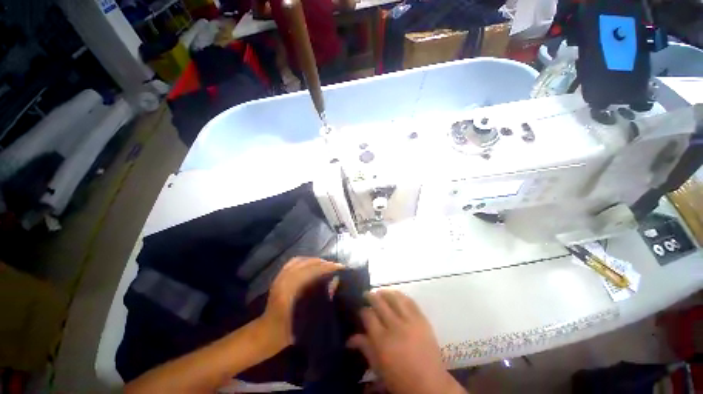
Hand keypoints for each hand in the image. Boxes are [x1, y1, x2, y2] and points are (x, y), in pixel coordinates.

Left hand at [258, 257, 343, 353]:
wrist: (266, 333)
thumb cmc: (287, 331)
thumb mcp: (307, 320)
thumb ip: (321, 299)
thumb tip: (335, 281)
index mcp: (290, 290)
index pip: (313, 271)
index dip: (328, 268)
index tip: (341, 267)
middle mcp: (285, 279)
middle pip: (308, 264)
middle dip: (324, 263)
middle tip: (336, 266)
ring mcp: (280, 276)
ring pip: (301, 261)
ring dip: (315, 261)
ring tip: (326, 265)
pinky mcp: (279, 276)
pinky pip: (294, 262)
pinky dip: (305, 260)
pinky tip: (312, 264)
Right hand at [348, 290, 466, 393]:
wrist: (429, 384)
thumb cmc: (399, 379)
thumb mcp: (378, 367)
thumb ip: (364, 347)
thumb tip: (349, 339)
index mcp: (382, 340)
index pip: (368, 316)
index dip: (362, 310)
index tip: (361, 309)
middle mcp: (395, 326)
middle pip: (379, 303)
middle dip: (371, 296)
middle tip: (367, 294)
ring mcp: (410, 321)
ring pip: (394, 298)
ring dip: (385, 293)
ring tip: (380, 292)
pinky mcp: (422, 319)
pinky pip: (410, 301)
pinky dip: (401, 296)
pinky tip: (396, 296)